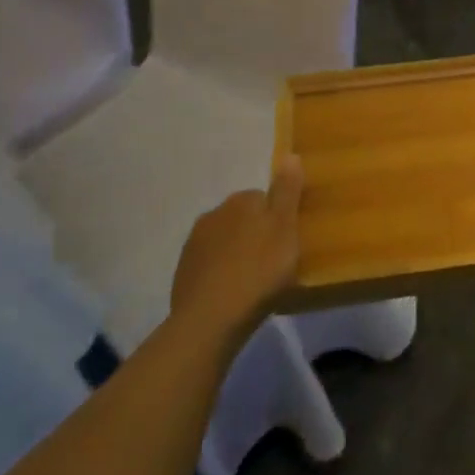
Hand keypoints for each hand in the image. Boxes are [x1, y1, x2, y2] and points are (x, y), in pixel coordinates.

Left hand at [170, 156, 303, 344]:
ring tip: (254, 279)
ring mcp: (194, 243)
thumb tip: (290, 155)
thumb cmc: (258, 271)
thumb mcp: (285, 228)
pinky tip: (232, 291)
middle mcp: (213, 213)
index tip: (289, 240)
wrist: (210, 319)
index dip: (279, 217)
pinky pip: (210, 263)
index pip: (264, 197)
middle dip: (256, 232)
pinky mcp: (183, 272)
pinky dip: (221, 272)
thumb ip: (287, 192)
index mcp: (240, 201)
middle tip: (274, 260)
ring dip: (238, 252)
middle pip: (243, 217)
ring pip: (225, 240)